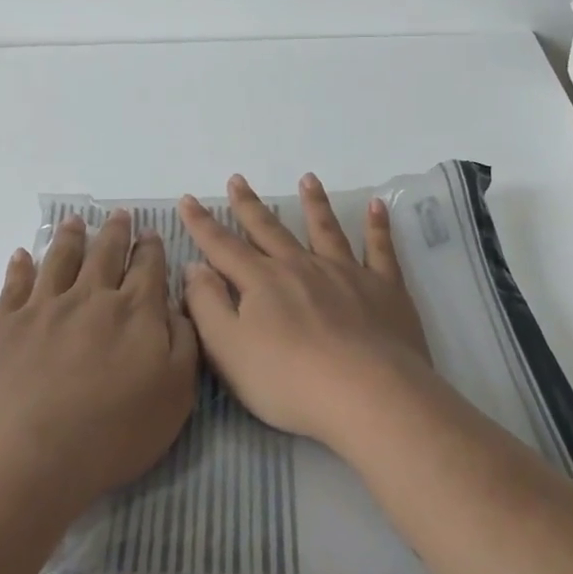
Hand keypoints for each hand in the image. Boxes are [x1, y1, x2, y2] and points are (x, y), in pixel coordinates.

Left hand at [0, 210, 198, 512]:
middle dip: (116, 232)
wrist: (25, 457)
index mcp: (135, 312)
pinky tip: (22, 255)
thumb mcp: (176, 394)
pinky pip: (13, 284)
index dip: (151, 248)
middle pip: (105, 254)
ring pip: (59, 259)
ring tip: (74, 221)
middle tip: (119, 215)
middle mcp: (90, 298)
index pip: (148, 268)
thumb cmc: (112, 434)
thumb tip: (176, 306)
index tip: (151, 233)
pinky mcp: (2, 325)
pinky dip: (20, 265)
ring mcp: (42, 308)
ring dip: (70, 237)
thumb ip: (184, 342)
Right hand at [179, 173, 430, 446]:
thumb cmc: (289, 380)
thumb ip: (207, 305)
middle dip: (250, 205)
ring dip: (314, 203)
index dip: (202, 224)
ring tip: (307, 179)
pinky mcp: (384, 289)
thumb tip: (195, 267)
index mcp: (262, 282)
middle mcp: (301, 267)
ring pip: (325, 230)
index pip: (223, 246)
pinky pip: (380, 249)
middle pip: (270, 230)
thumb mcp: (228, 350)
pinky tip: (377, 207)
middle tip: (238, 179)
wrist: (368, 394)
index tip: (188, 199)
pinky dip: (377, 227)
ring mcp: (346, 274)